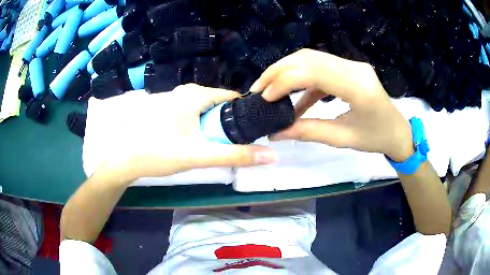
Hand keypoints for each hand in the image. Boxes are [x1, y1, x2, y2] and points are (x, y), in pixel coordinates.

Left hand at [96, 84, 275, 182]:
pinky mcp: (166, 109)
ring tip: (212, 146)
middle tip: (229, 144)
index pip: (231, 97)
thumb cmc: (159, 153)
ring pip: (203, 110)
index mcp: (195, 94)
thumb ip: (235, 155)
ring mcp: (173, 99)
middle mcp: (185, 91)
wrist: (124, 159)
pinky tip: (193, 141)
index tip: (251, 130)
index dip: (243, 113)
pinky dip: (198, 126)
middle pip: (217, 105)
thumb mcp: (199, 155)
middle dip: (226, 123)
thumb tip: (270, 155)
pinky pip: (191, 114)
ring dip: (212, 127)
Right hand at [250, 49, 413, 161]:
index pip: (312, 72)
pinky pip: (320, 68)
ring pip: (311, 58)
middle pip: (308, 58)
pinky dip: (303, 81)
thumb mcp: (342, 138)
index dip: (284, 81)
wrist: (397, 130)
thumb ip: (308, 132)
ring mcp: (352, 65)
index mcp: (357, 86)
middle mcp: (354, 67)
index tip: (264, 97)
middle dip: (278, 71)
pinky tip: (295, 100)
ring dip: (287, 72)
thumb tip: (275, 133)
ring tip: (270, 89)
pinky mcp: (349, 68)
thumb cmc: (376, 138)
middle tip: (259, 88)